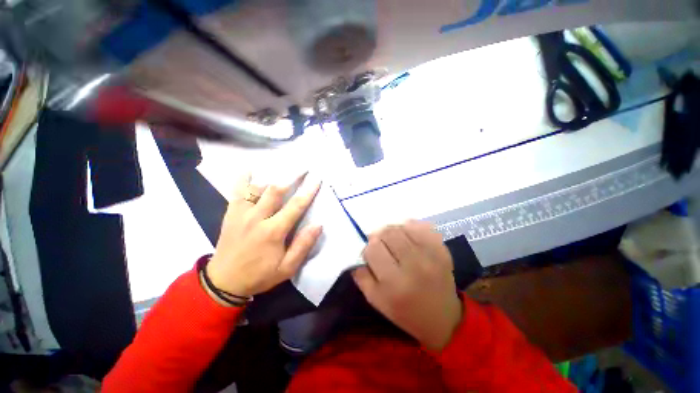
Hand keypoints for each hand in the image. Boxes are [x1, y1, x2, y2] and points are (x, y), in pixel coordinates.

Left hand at [206, 173, 321, 297]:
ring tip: (284, 165)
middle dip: (292, 176)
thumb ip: (303, 245)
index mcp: (273, 231)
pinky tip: (251, 169)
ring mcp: (241, 213)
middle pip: (276, 190)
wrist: (224, 281)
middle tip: (303, 166)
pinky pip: (237, 191)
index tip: (317, 178)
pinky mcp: (231, 213)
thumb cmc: (259, 275)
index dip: (308, 191)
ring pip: (258, 187)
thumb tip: (318, 224)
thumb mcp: (287, 268)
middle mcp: (257, 217)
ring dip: (273, 175)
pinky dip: (244, 178)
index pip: (296, 206)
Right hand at [352, 220, 461, 350]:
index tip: (371, 254)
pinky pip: (420, 225)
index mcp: (395, 283)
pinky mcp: (441, 248)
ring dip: (393, 230)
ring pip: (402, 226)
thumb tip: (359, 252)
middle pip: (388, 233)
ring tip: (394, 240)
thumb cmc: (405, 311)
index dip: (368, 248)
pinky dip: (409, 227)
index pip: (373, 248)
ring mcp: (431, 254)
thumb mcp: (376, 301)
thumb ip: (362, 276)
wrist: (443, 318)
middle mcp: (414, 265)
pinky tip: (407, 236)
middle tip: (381, 244)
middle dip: (379, 236)